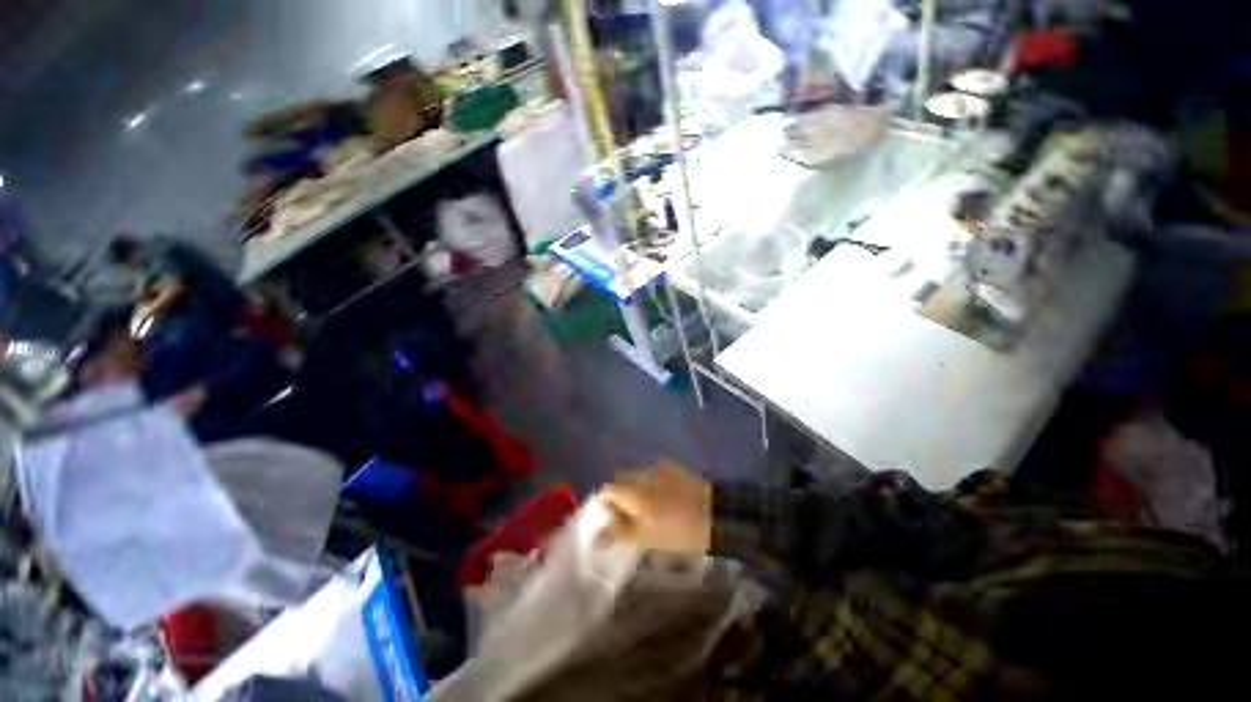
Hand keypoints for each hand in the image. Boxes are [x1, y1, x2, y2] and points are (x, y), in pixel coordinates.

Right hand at [596, 460, 711, 552]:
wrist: (714, 514)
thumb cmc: (677, 531)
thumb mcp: (646, 538)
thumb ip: (619, 534)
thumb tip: (595, 538)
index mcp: (632, 491)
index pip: (606, 490)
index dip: (604, 505)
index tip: (608, 520)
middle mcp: (641, 474)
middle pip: (620, 480)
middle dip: (618, 496)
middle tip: (626, 518)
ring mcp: (657, 468)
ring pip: (635, 476)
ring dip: (633, 490)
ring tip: (645, 510)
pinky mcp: (671, 467)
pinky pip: (650, 473)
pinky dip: (648, 484)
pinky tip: (660, 500)